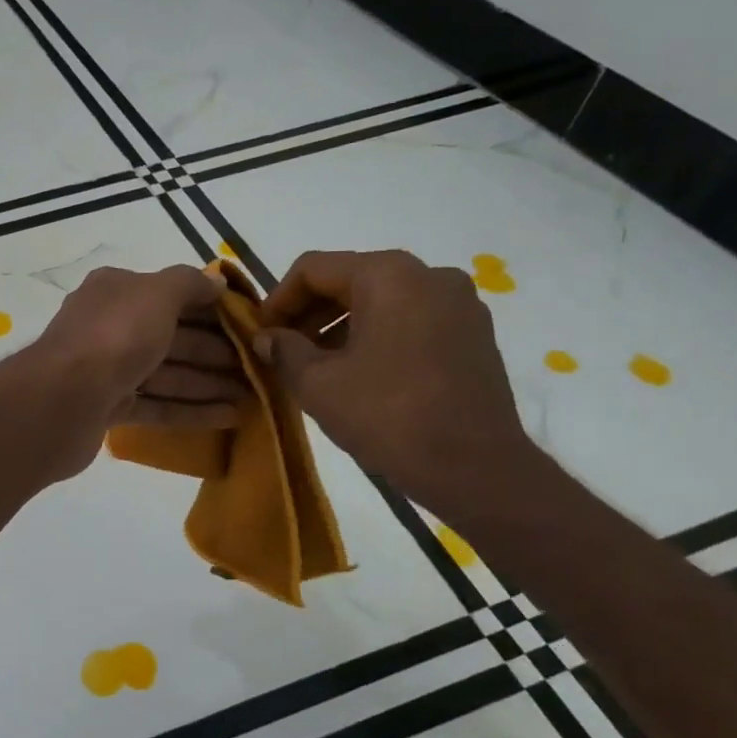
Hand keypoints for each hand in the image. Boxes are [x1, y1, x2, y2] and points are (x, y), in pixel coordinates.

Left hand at [28, 264, 247, 476]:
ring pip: (166, 373)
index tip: (251, 326)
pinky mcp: (106, 408)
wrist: (61, 401)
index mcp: (115, 292)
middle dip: (216, 351)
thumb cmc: (115, 336)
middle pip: (171, 336)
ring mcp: (105, 370)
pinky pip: (156, 406)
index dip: (212, 308)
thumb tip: (215, 281)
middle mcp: (108, 326)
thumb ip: (189, 283)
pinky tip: (228, 418)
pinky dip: (190, 410)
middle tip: (259, 367)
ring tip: (253, 396)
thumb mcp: (157, 294)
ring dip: (208, 383)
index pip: (171, 294)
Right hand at [254, 249, 539, 516]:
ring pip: (381, 300)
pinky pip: (410, 320)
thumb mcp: (317, 383)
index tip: (261, 335)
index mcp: (388, 275)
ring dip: (340, 326)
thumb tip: (267, 338)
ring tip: (315, 365)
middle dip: (309, 313)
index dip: (277, 299)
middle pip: (349, 279)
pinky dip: (376, 336)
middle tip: (282, 350)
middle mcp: (429, 275)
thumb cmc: (387, 415)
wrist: (476, 468)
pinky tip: (358, 373)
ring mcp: (459, 304)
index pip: (313, 269)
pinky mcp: (474, 334)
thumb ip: (283, 350)